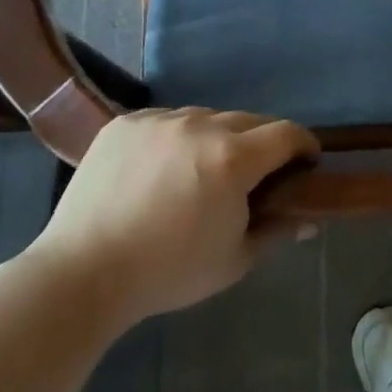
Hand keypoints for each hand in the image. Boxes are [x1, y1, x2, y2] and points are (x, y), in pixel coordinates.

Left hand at [27, 107, 318, 319]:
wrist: (83, 273)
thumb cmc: (168, 272)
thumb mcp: (234, 260)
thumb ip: (276, 231)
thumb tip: (309, 220)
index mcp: (233, 158)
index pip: (286, 133)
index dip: (304, 145)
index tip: (305, 162)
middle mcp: (200, 126)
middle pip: (249, 120)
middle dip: (262, 143)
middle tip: (255, 175)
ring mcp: (159, 120)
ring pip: (206, 117)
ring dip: (217, 138)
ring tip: (201, 171)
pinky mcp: (125, 123)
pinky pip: (166, 120)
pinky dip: (176, 138)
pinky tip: (162, 168)